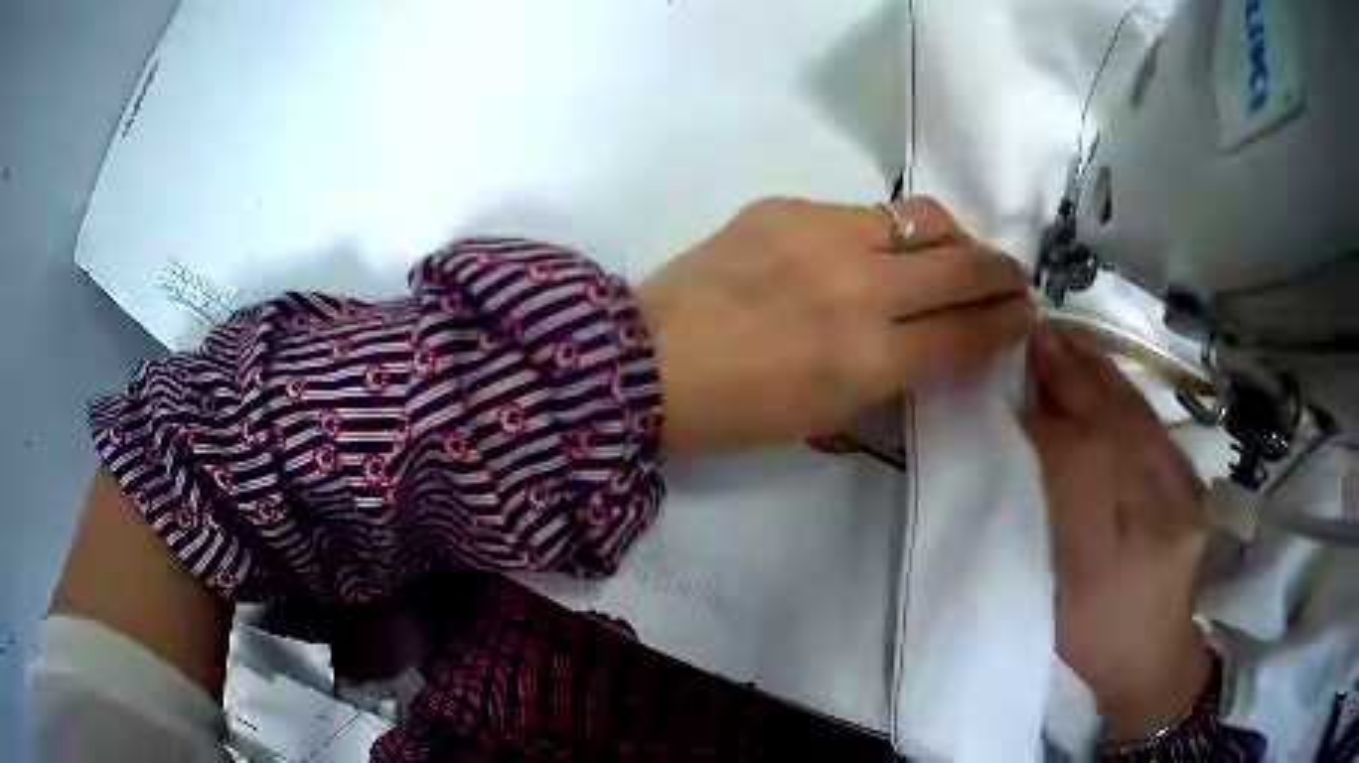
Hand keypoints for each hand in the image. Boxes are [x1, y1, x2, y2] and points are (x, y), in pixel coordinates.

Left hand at [636, 196, 1032, 451]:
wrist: (648, 361)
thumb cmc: (740, 410)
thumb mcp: (833, 411)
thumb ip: (900, 370)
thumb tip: (946, 335)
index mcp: (868, 358)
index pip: (967, 329)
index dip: (1007, 321)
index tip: (1025, 314)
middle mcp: (857, 287)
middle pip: (961, 265)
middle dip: (1001, 273)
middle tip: (1011, 278)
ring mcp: (820, 235)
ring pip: (921, 219)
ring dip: (952, 241)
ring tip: (953, 256)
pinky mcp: (785, 206)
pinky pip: (861, 212)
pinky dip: (885, 234)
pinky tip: (872, 251)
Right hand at [1023, 323, 1211, 739]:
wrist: (1158, 655)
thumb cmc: (1094, 639)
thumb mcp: (1056, 598)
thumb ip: (1046, 522)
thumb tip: (1029, 445)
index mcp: (1108, 560)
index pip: (1076, 469)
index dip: (1045, 420)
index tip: (1012, 382)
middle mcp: (1153, 518)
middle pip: (1109, 431)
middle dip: (1071, 378)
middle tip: (1035, 334)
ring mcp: (1181, 496)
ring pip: (1135, 420)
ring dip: (1098, 373)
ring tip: (1066, 337)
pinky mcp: (1192, 485)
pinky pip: (1156, 427)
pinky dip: (1127, 390)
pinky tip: (1107, 370)